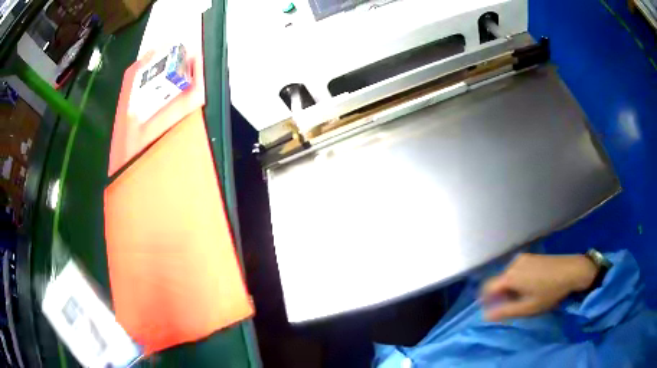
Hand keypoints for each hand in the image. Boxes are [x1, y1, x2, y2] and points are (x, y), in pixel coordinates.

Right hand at [480, 253, 598, 321]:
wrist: (573, 270)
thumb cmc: (549, 292)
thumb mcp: (527, 308)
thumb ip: (504, 312)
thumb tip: (485, 316)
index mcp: (510, 276)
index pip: (487, 287)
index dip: (485, 300)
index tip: (491, 310)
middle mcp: (514, 263)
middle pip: (498, 281)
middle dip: (500, 295)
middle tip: (511, 307)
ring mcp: (524, 257)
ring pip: (509, 275)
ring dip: (510, 288)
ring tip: (523, 298)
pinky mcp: (532, 256)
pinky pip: (518, 270)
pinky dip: (518, 280)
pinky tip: (531, 286)